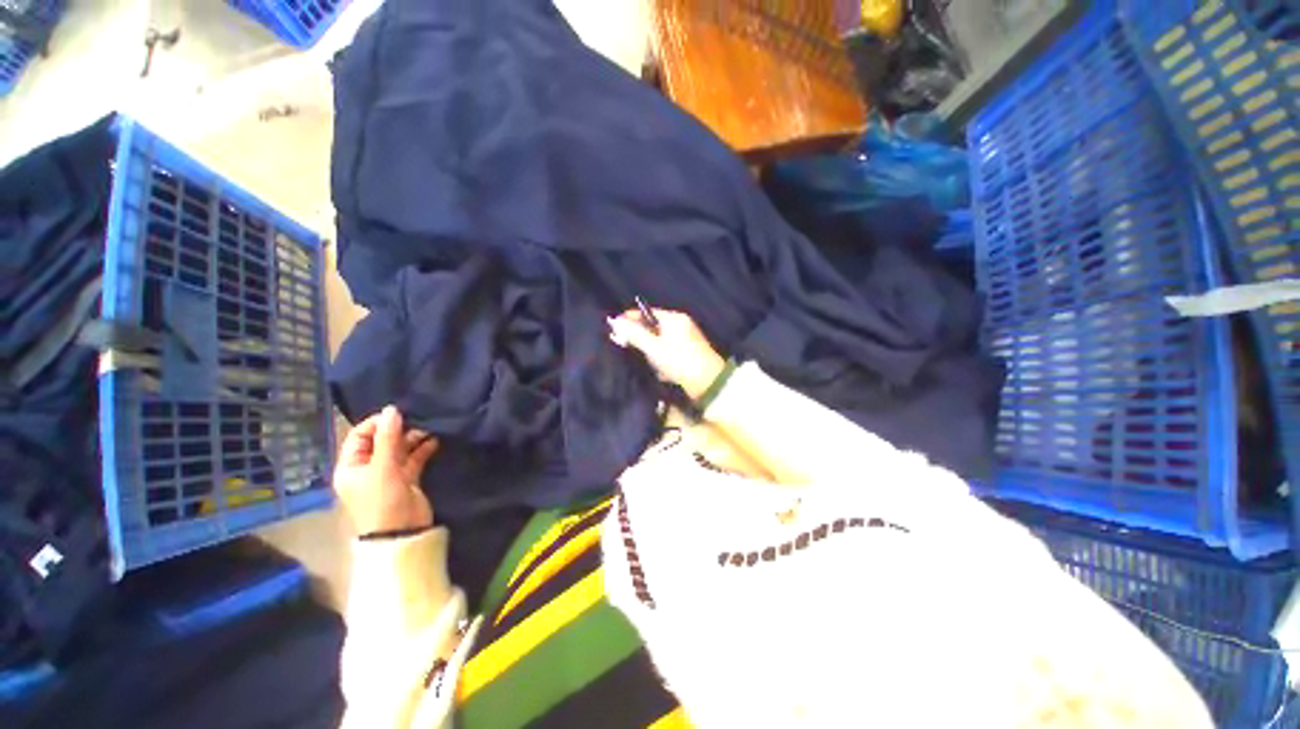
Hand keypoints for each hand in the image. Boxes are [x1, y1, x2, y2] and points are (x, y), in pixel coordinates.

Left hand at [334, 405, 438, 536]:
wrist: (401, 532)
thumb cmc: (383, 500)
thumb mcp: (383, 468)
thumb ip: (388, 438)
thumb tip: (392, 409)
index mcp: (351, 466)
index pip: (359, 436)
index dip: (376, 423)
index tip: (397, 414)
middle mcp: (367, 467)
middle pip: (381, 441)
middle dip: (398, 430)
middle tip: (417, 420)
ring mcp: (388, 473)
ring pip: (400, 448)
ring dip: (413, 438)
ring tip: (429, 429)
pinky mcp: (407, 478)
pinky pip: (414, 458)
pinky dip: (423, 448)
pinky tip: (435, 440)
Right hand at [608, 308, 725, 399]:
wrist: (709, 383)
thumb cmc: (679, 361)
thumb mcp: (654, 348)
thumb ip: (634, 334)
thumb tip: (615, 321)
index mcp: (674, 318)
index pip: (646, 313)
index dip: (630, 319)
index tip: (615, 329)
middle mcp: (681, 324)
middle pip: (653, 327)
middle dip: (641, 339)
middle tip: (629, 349)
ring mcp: (687, 338)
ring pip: (660, 341)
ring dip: (652, 352)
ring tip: (651, 364)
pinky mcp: (690, 352)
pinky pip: (669, 351)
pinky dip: (663, 359)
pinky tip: (662, 371)